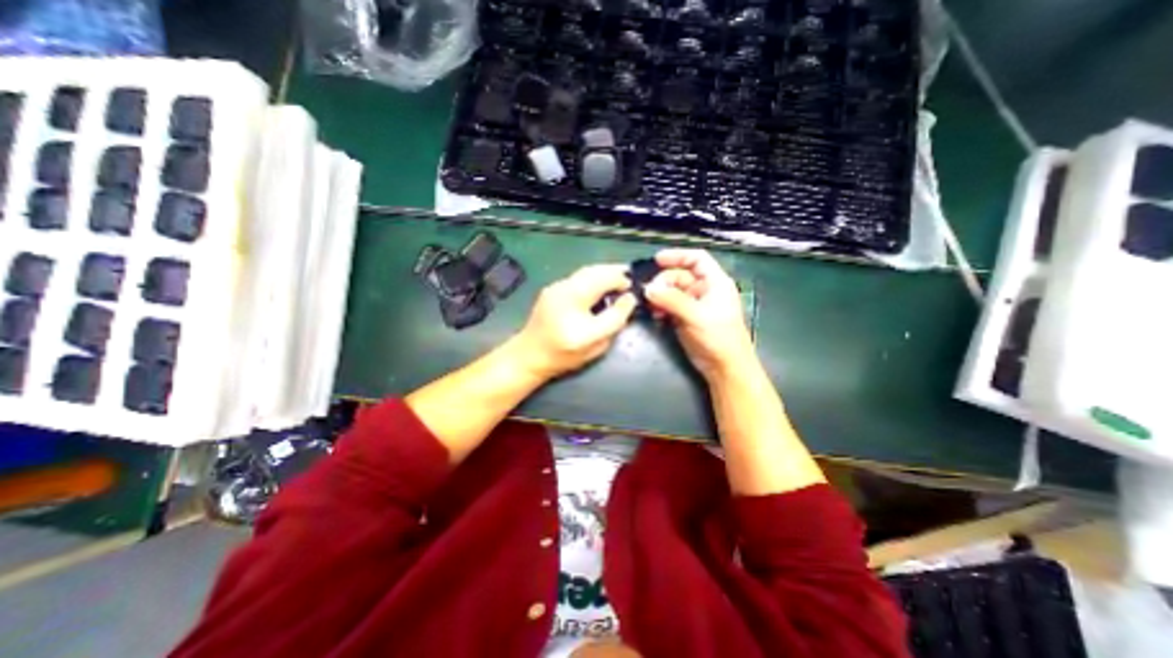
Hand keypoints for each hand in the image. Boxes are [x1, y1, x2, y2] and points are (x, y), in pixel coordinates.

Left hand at [515, 266, 637, 380]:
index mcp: (575, 305)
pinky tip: (598, 287)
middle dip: (614, 272)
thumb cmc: (565, 354)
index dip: (622, 282)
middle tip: (628, 279)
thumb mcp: (596, 344)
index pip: (605, 284)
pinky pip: (577, 277)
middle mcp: (564, 290)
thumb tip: (629, 298)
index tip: (633, 288)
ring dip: (603, 273)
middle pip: (594, 271)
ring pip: (585, 271)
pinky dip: (592, 278)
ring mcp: (555, 287)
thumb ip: (615, 319)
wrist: (530, 355)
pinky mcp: (552, 288)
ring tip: (617, 280)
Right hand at [641, 247, 751, 379]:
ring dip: (660, 296)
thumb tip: (648, 289)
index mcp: (715, 282)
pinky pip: (669, 306)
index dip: (678, 256)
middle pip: (679, 276)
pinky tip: (656, 315)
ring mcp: (694, 305)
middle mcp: (704, 290)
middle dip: (663, 282)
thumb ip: (672, 300)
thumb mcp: (696, 315)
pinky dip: (661, 308)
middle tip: (650, 293)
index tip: (657, 260)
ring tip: (651, 306)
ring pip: (672, 291)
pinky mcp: (685, 318)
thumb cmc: (718, 338)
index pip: (697, 259)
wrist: (724, 367)